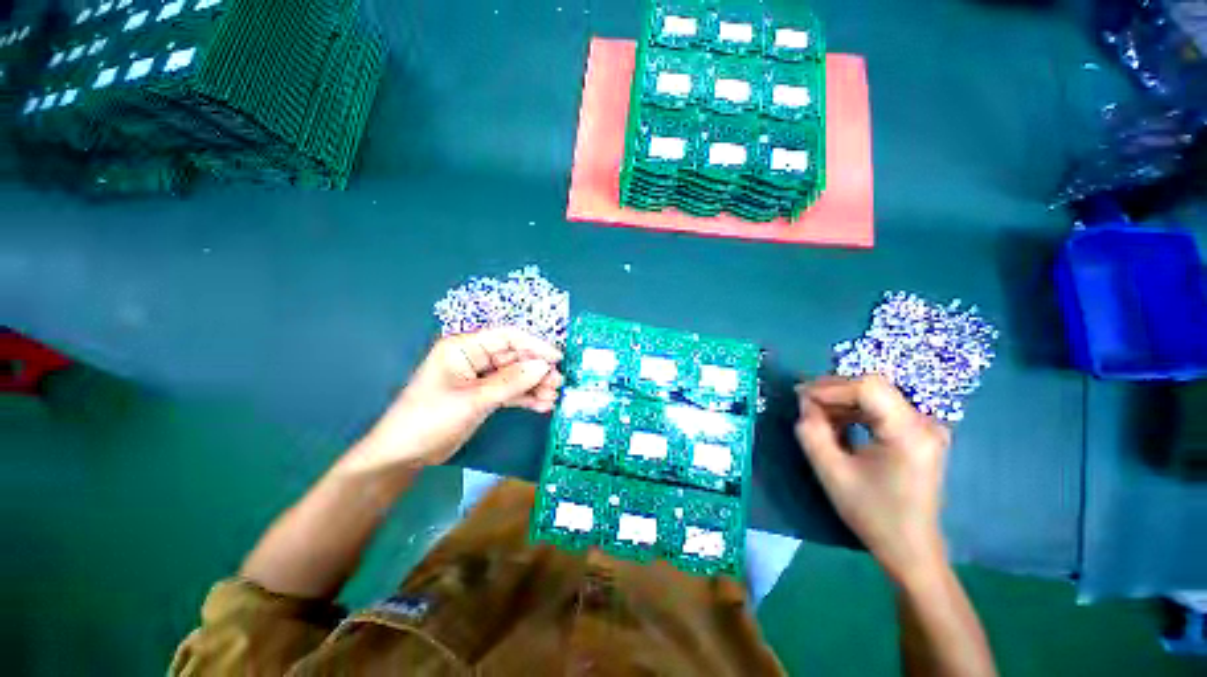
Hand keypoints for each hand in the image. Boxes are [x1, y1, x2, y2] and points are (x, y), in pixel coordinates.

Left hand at [344, 328, 563, 473]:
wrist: (403, 455)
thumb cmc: (430, 419)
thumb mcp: (473, 400)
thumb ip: (511, 382)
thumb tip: (544, 366)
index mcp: (464, 347)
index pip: (507, 337)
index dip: (534, 345)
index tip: (557, 359)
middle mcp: (474, 357)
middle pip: (514, 357)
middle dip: (537, 370)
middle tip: (558, 384)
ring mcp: (480, 377)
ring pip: (515, 375)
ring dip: (535, 386)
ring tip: (553, 398)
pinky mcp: (484, 395)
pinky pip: (510, 391)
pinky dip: (525, 398)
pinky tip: (541, 406)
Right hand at [794, 375, 951, 585]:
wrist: (909, 547)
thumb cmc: (872, 513)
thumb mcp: (832, 473)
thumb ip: (812, 432)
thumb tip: (805, 403)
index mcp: (909, 433)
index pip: (868, 388)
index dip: (830, 387)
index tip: (800, 397)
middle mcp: (924, 423)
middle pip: (872, 387)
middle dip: (833, 392)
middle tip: (804, 404)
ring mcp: (925, 427)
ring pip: (875, 395)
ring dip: (841, 401)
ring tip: (817, 417)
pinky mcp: (919, 433)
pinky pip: (881, 408)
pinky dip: (854, 411)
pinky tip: (837, 424)